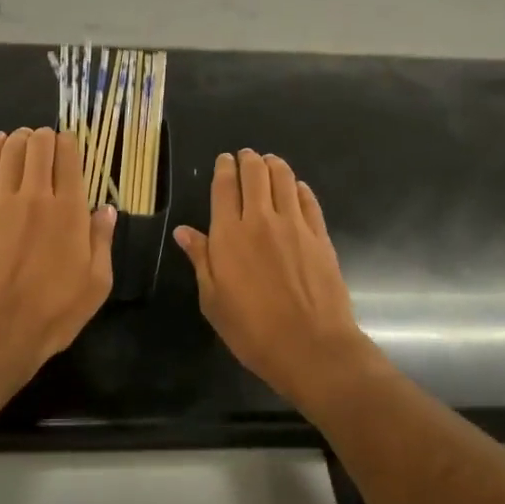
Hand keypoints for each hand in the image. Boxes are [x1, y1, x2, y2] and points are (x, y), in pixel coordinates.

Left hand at [0, 128, 115, 394]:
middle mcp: (36, 197)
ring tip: (25, 139)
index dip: (70, 144)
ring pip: (11, 152)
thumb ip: (102, 242)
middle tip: (48, 143)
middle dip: (46, 137)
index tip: (70, 145)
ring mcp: (1, 203)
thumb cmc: (52, 314)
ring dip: (21, 139)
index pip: (69, 158)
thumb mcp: (95, 285)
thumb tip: (106, 210)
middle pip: (39, 147)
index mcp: (69, 212)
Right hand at [174, 151, 380, 411]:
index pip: (225, 186)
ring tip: (270, 162)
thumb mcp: (213, 300)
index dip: (224, 168)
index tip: (224, 160)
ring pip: (284, 179)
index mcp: (229, 234)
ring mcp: (295, 225)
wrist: (311, 347)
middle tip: (246, 157)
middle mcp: (261, 220)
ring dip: (275, 165)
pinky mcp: (320, 236)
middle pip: (256, 174)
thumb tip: (183, 231)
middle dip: (249, 160)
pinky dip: (300, 188)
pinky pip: (309, 200)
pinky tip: (297, 188)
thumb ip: (200, 259)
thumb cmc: (252, 330)